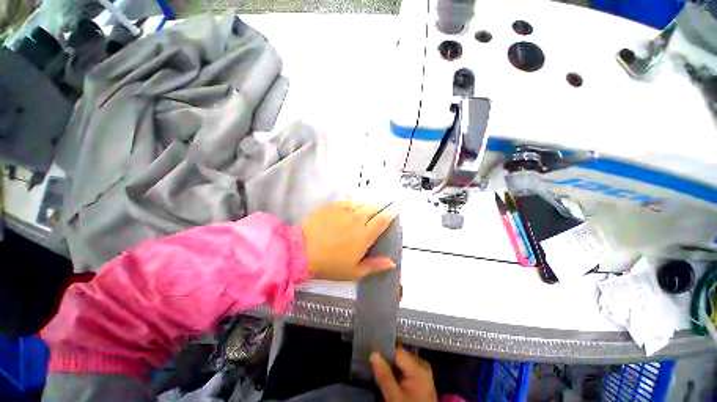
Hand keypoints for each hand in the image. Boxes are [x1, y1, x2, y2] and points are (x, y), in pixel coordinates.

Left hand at [300, 201, 397, 280]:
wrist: (302, 252)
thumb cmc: (330, 265)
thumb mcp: (354, 271)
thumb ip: (374, 266)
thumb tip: (392, 263)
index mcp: (365, 235)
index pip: (382, 220)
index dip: (390, 214)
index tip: (394, 211)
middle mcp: (357, 219)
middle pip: (373, 208)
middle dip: (380, 207)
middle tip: (380, 209)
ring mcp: (344, 210)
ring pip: (361, 202)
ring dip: (366, 204)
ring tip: (366, 208)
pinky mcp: (332, 206)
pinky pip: (346, 200)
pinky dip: (352, 202)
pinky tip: (350, 205)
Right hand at [370, 347, 437, 401]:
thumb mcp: (394, 397)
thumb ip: (384, 375)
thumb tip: (373, 354)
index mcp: (419, 366)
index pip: (397, 350)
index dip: (383, 351)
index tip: (371, 354)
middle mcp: (423, 365)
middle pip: (400, 356)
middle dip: (387, 360)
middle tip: (374, 365)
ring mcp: (424, 372)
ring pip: (402, 363)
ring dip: (391, 367)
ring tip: (380, 371)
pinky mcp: (422, 380)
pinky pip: (407, 369)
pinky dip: (398, 373)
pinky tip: (390, 378)